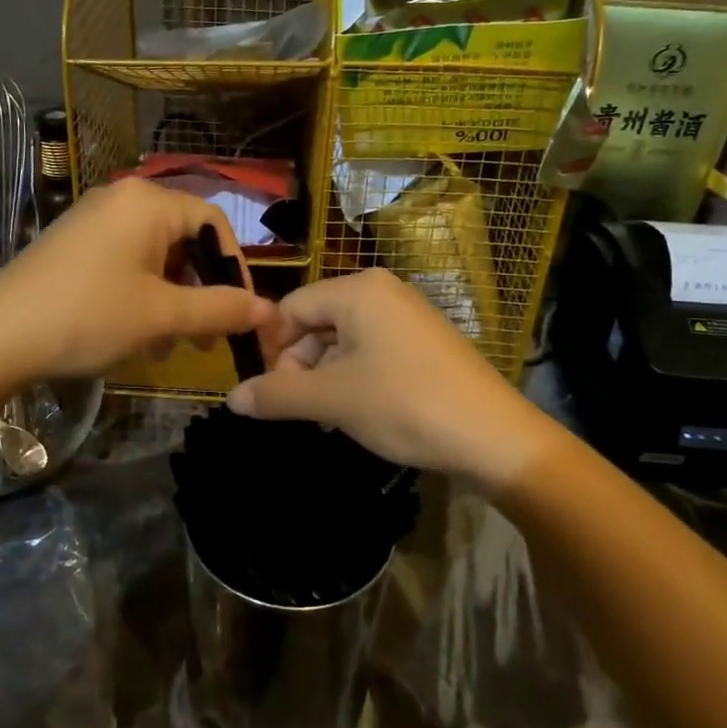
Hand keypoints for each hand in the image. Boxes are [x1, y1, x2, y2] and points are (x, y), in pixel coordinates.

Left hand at [0, 180, 275, 381]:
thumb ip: (221, 309)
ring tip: (167, 344)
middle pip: (184, 239)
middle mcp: (121, 198)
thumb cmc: (89, 316)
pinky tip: (135, 334)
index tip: (240, 313)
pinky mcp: (72, 243)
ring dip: (171, 299)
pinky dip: (141, 294)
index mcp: (148, 202)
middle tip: (205, 337)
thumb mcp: (163, 316)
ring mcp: (92, 219)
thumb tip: (268, 311)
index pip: (214, 223)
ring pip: (154, 256)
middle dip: (200, 290)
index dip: (235, 269)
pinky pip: (125, 261)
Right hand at [225, 268, 559, 493]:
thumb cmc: (404, 404)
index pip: (291, 308)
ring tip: (330, 419)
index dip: (273, 350)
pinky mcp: (425, 342)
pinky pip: (373, 351)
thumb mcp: (332, 400)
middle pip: (317, 323)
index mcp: (357, 290)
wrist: (494, 437)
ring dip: (326, 378)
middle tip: (302, 411)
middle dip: (301, 368)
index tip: (271, 393)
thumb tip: (232, 399)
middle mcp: (382, 291)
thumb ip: (276, 395)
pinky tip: (359, 414)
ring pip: (344, 341)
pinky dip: (355, 379)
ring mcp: (408, 315)